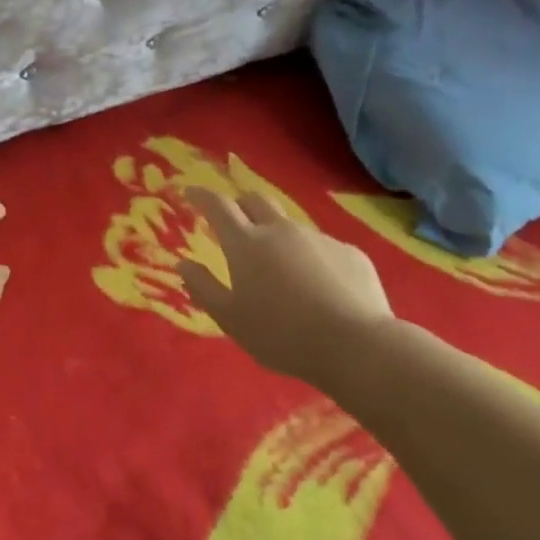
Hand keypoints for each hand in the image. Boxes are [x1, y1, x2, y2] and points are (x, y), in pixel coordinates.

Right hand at [178, 187, 394, 381]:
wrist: (356, 346)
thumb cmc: (281, 334)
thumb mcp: (230, 319)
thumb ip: (203, 287)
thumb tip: (184, 263)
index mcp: (246, 244)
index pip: (218, 206)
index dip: (202, 196)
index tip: (191, 193)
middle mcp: (281, 231)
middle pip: (256, 200)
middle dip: (240, 204)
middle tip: (233, 223)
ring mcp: (319, 238)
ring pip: (290, 225)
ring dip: (277, 235)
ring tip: (280, 268)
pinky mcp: (350, 253)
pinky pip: (322, 247)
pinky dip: (310, 258)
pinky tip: (318, 288)